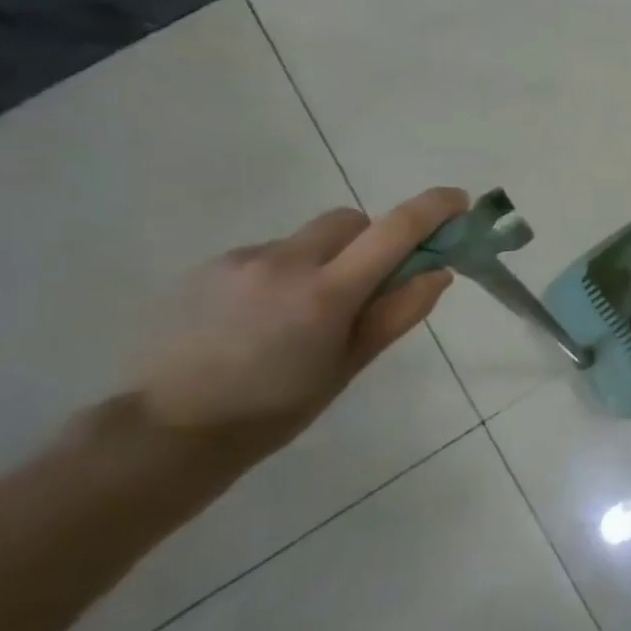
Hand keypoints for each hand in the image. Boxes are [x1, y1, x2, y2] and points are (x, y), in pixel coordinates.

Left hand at [134, 187, 468, 469]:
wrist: (172, 429)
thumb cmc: (279, 407)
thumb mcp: (350, 364)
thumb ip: (398, 313)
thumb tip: (438, 272)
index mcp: (327, 292)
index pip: (394, 230)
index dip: (432, 208)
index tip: (458, 202)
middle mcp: (286, 262)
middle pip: (350, 221)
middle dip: (373, 240)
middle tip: (371, 283)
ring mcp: (243, 260)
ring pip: (309, 238)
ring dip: (327, 258)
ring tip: (306, 313)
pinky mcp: (212, 266)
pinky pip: (271, 253)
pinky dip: (288, 272)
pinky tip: (267, 316)